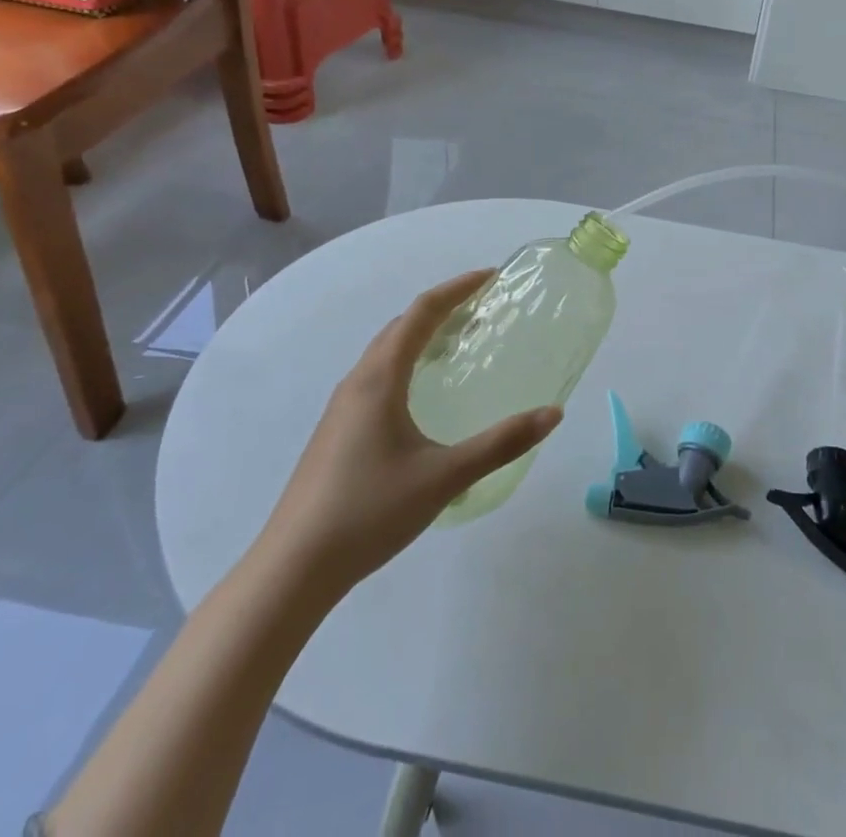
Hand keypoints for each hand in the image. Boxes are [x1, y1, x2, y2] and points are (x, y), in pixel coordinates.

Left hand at [247, 271, 561, 610]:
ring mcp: (341, 408)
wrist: (293, 568)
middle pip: (401, 326)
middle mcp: (357, 382)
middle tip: (483, 310)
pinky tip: (422, 396)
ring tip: (458, 345)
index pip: (421, 313)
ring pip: (385, 352)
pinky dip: (407, 363)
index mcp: (380, 379)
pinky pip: (377, 376)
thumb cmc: (370, 511)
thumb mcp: (445, 476)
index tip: (491, 276)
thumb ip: (501, 444)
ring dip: (422, 336)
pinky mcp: (336, 432)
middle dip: (442, 309)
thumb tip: (552, 414)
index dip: (457, 288)